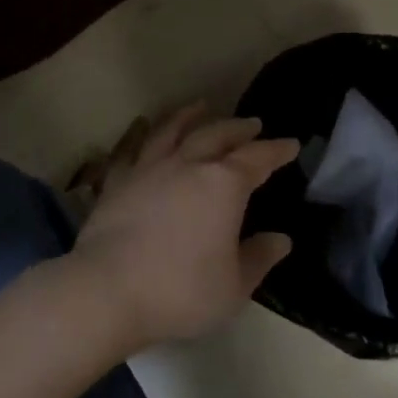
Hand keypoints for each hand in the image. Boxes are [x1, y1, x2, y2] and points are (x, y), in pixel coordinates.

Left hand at [68, 106, 298, 348]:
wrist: (107, 290)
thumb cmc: (180, 291)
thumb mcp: (233, 287)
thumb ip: (258, 259)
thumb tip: (280, 239)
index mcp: (223, 185)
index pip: (257, 158)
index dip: (276, 150)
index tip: (290, 143)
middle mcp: (187, 165)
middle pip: (217, 135)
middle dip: (238, 128)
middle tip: (252, 124)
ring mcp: (148, 168)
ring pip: (172, 130)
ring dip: (190, 116)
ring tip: (200, 107)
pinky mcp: (118, 180)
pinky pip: (132, 148)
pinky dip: (142, 134)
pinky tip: (143, 129)